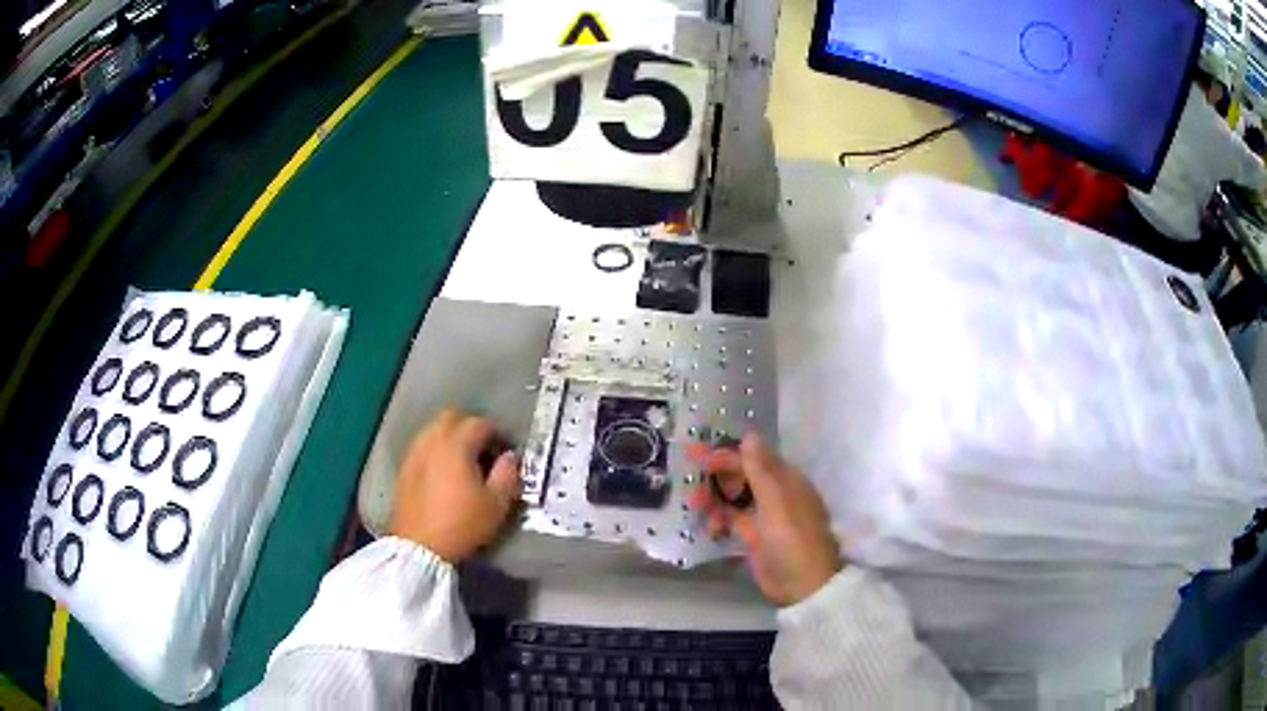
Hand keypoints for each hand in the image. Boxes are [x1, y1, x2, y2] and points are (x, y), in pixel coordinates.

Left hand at [390, 409, 520, 562]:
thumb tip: (509, 457)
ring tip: (463, 461)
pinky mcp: (404, 469)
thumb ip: (507, 475)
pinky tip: (444, 473)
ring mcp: (414, 453)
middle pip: (452, 417)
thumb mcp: (496, 504)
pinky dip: (436, 450)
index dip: (497, 433)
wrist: (419, 546)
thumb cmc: (461, 524)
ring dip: (451, 437)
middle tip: (484, 449)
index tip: (506, 451)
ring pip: (434, 430)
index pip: (480, 424)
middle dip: (470, 427)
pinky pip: (422, 446)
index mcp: (456, 445)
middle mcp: (432, 441)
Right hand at [688, 434, 842, 605]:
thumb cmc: (792, 537)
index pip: (751, 458)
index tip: (695, 454)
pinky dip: (719, 518)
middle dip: (715, 476)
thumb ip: (760, 469)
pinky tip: (708, 524)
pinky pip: (732, 519)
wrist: (802, 583)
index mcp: (785, 479)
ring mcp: (763, 516)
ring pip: (733, 498)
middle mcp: (774, 493)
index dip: (724, 454)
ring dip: (714, 498)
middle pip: (741, 476)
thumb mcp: (776, 500)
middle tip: (689, 482)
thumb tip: (749, 435)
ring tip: (694, 505)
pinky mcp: (754, 537)